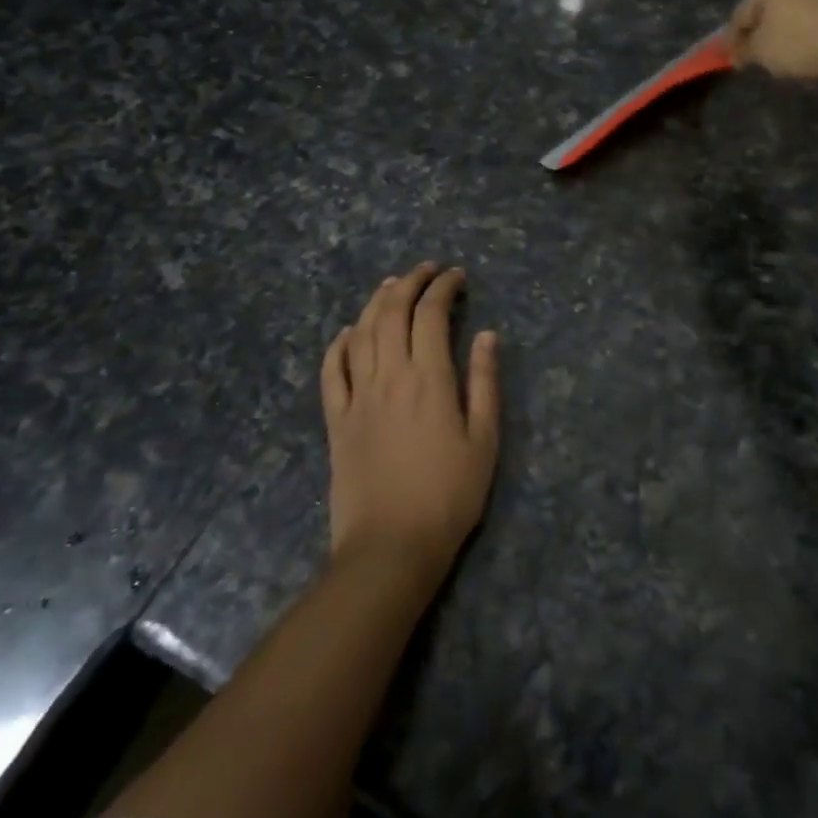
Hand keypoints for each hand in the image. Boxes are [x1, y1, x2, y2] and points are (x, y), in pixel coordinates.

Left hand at [321, 264, 500, 577]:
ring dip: (377, 302)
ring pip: (362, 332)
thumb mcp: (484, 440)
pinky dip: (340, 343)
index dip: (443, 287)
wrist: (390, 547)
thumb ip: (484, 383)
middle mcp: (389, 376)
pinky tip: (350, 332)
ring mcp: (357, 396)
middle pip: (392, 312)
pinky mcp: (336, 420)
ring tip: (392, 285)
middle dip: (410, 282)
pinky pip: (331, 370)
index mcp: (429, 378)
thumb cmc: (449, 496)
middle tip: (427, 270)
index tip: (457, 275)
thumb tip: (486, 335)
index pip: (431, 314)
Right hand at [727, 0, 817, 86]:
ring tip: (793, 61)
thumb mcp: (762, 52)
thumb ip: (745, 50)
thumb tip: (739, 52)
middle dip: (763, 34)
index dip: (732, 40)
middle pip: (771, 10)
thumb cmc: (802, 42)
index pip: (741, 13)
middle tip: (761, 59)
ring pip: (799, 14)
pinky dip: (817, 36)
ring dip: (791, 35)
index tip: (732, 61)